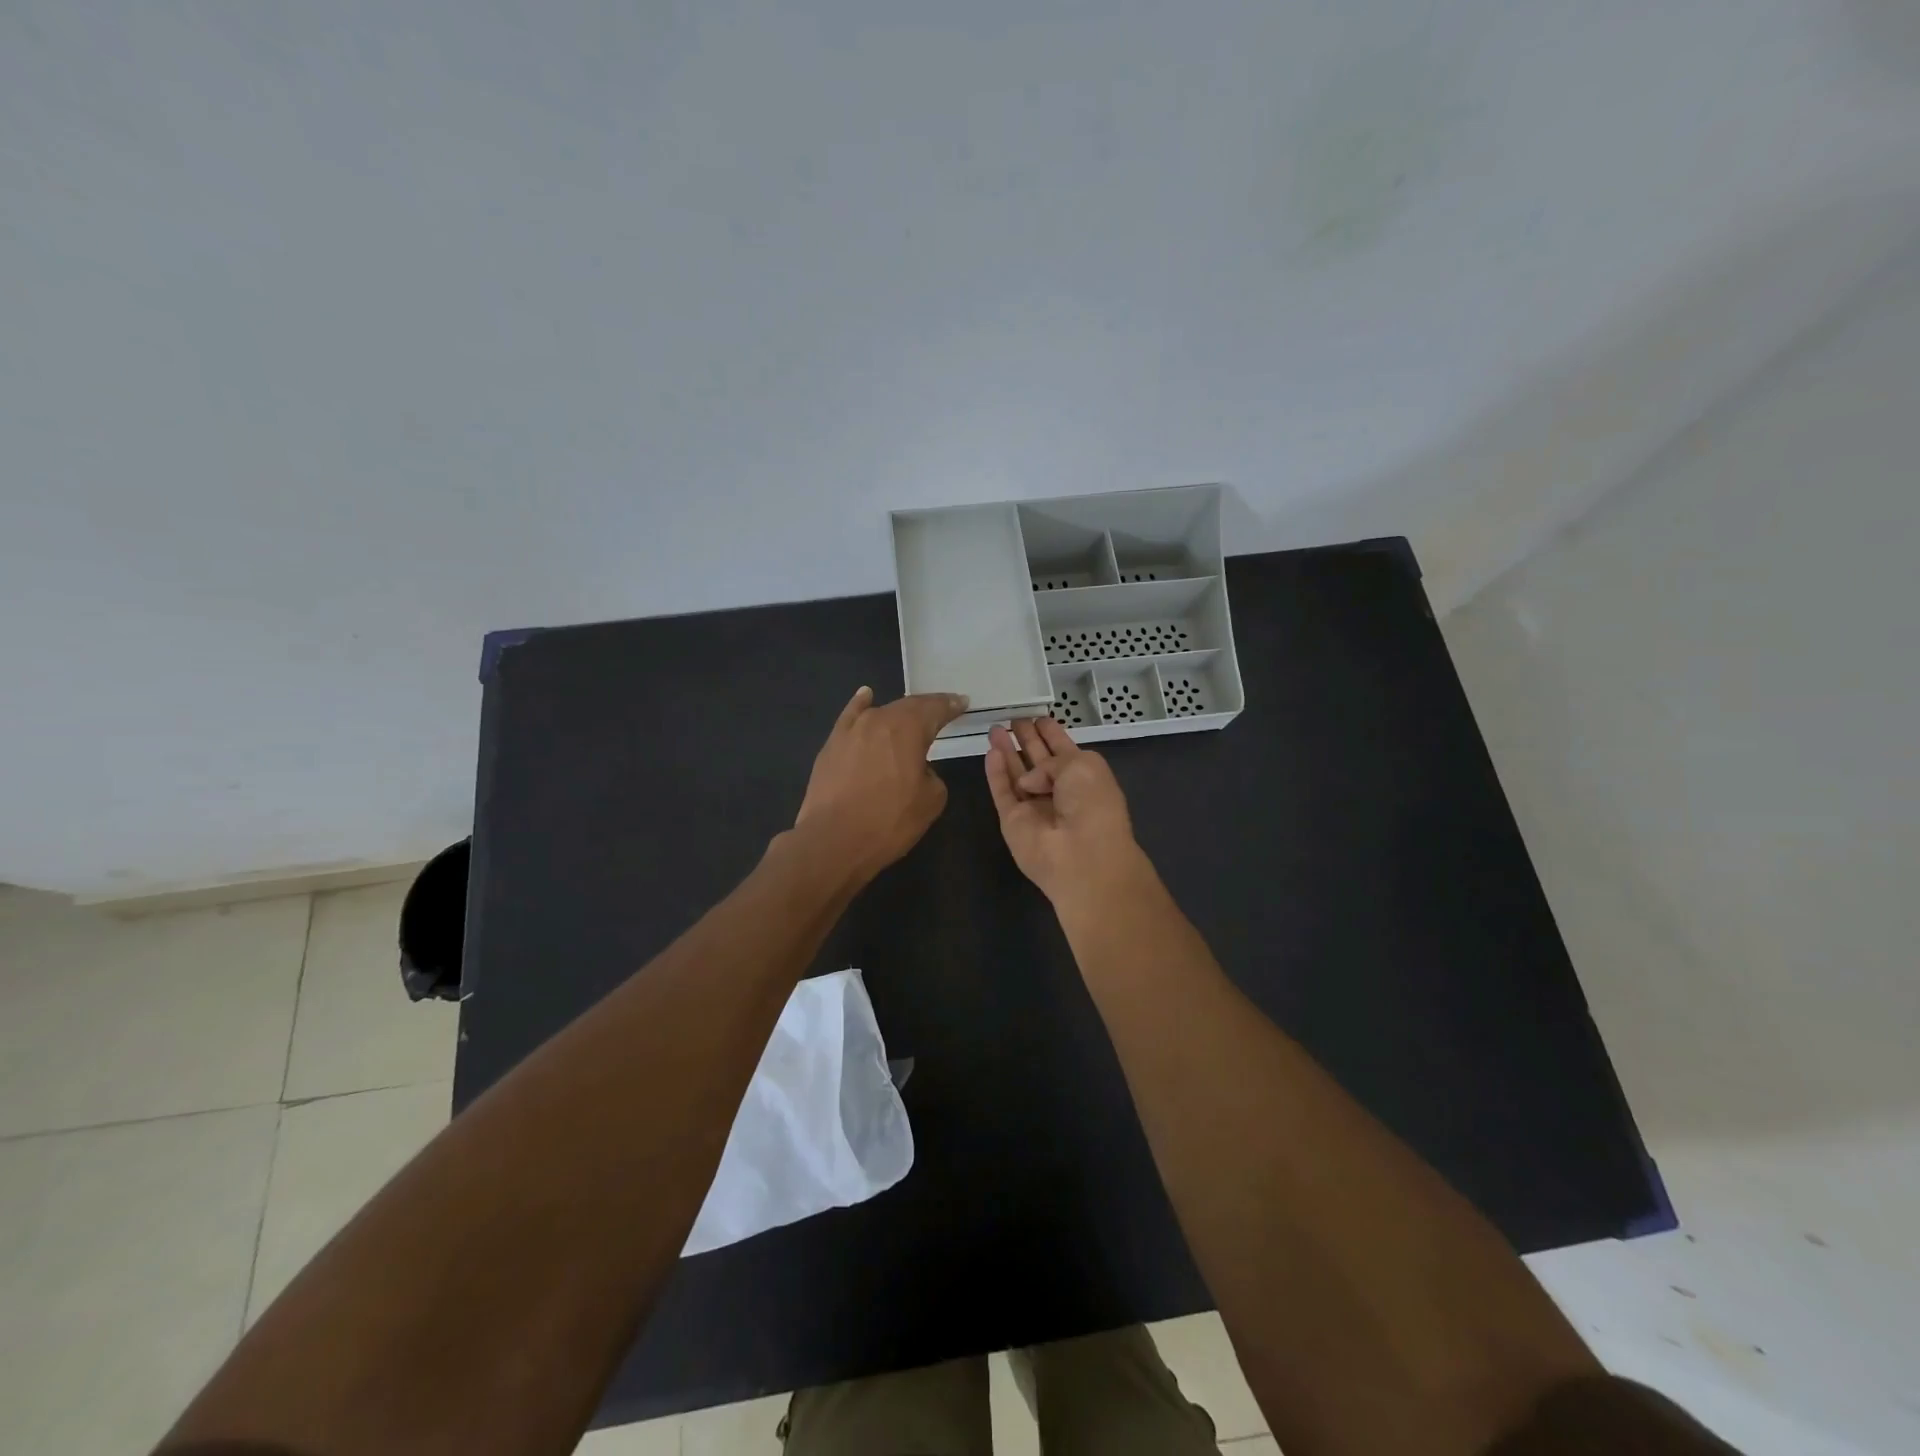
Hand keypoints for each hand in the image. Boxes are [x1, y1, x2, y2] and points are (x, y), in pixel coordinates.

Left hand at [795, 686, 968, 880]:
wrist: (834, 840)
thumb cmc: (889, 822)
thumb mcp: (932, 800)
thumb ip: (932, 775)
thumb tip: (918, 769)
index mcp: (909, 729)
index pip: (936, 709)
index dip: (951, 706)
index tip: (962, 703)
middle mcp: (880, 720)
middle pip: (908, 706)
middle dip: (927, 707)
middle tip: (942, 709)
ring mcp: (852, 730)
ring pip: (881, 712)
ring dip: (899, 713)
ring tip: (911, 713)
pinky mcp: (832, 744)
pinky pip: (850, 716)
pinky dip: (861, 705)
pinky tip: (866, 696)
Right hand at [984, 717, 1147, 905]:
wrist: (1081, 855)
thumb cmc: (1092, 804)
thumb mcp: (1081, 766)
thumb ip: (1051, 760)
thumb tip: (1029, 780)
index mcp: (1083, 776)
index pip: (1064, 750)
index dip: (1051, 734)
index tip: (1038, 717)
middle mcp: (1059, 790)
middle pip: (1038, 760)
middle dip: (1027, 739)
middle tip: (1014, 719)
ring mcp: (1035, 806)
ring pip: (1016, 774)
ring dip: (1007, 751)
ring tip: (995, 729)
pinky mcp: (1013, 820)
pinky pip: (1002, 792)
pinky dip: (996, 773)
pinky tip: (990, 752)